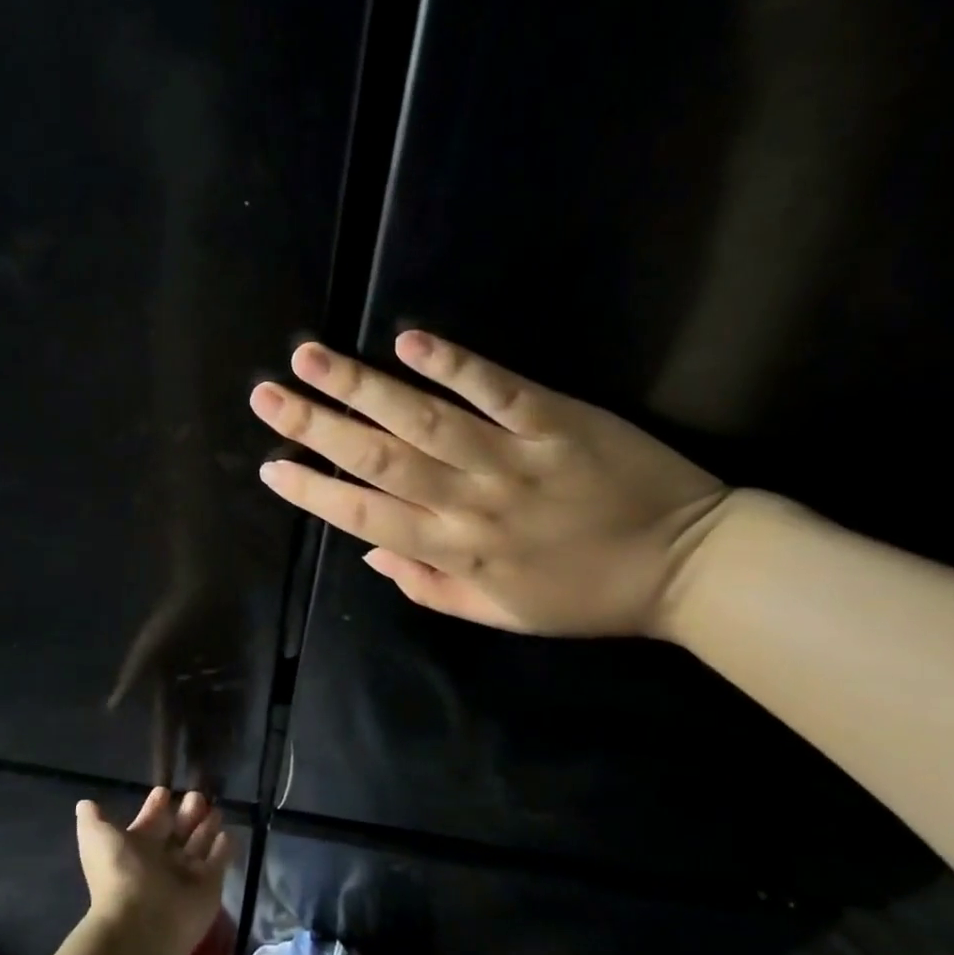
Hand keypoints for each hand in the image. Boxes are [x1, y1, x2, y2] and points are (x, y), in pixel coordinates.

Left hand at [75, 787, 232, 954]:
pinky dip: (224, 848)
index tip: (164, 791)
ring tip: (216, 809)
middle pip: (177, 830)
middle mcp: (161, 860)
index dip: (155, 806)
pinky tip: (227, 833)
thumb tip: (84, 804)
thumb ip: (93, 820)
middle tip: (197, 795)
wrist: (143, 923)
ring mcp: (186, 874)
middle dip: (187, 812)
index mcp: (135, 848)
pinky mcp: (210, 886)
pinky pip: (219, 861)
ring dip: (207, 826)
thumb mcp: (97, 839)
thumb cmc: (120, 874)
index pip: (149, 822)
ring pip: (200, 843)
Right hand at [107, 570, 243, 794]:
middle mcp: (190, 691)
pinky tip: (240, 745)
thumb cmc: (175, 618)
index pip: (167, 731)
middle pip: (194, 733)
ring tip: (221, 778)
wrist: (209, 588)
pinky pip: (236, 703)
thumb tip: (108, 707)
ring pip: (216, 724)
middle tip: (199, 795)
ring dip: (218, 748)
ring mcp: (213, 683)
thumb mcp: (149, 649)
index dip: (165, 757)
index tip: (162, 786)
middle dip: (196, 761)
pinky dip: (238, 723)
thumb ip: (132, 678)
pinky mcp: (234, 673)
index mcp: (168, 688)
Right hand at [248, 331, 729, 638]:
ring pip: (422, 420)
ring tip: (309, 358)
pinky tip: (407, 340)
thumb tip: (367, 551)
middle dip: (316, 426)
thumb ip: (429, 586)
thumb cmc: (585, 595)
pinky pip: (497, 389)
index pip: (366, 517)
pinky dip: (453, 365)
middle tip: (266, 396)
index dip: (314, 492)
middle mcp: (470, 504)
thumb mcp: (500, 614)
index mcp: (456, 553)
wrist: (688, 566)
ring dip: (361, 387)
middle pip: (379, 460)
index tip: (271, 466)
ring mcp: (511, 459)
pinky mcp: (556, 421)